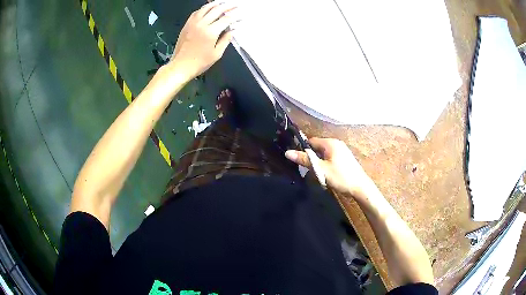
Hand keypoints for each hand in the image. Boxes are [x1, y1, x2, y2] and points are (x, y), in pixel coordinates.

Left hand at [169, 2, 240, 80]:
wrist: (180, 66)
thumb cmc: (199, 63)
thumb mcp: (216, 54)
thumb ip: (225, 40)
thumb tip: (232, 31)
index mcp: (210, 32)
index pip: (226, 19)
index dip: (235, 17)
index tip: (241, 17)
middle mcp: (202, 24)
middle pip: (217, 10)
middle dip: (228, 6)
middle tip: (235, 5)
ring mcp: (193, 23)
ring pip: (206, 8)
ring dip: (216, 4)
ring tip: (223, 3)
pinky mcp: (187, 25)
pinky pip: (197, 12)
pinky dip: (204, 8)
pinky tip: (208, 8)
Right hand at [285, 138, 371, 198]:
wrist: (360, 187)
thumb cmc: (340, 177)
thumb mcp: (321, 169)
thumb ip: (305, 160)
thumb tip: (287, 152)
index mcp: (330, 143)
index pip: (311, 141)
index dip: (303, 149)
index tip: (298, 160)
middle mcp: (336, 143)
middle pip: (318, 147)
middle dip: (311, 157)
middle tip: (307, 169)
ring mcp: (342, 151)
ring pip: (324, 153)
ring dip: (319, 162)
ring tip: (317, 173)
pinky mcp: (345, 158)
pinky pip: (330, 157)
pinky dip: (326, 163)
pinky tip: (326, 174)